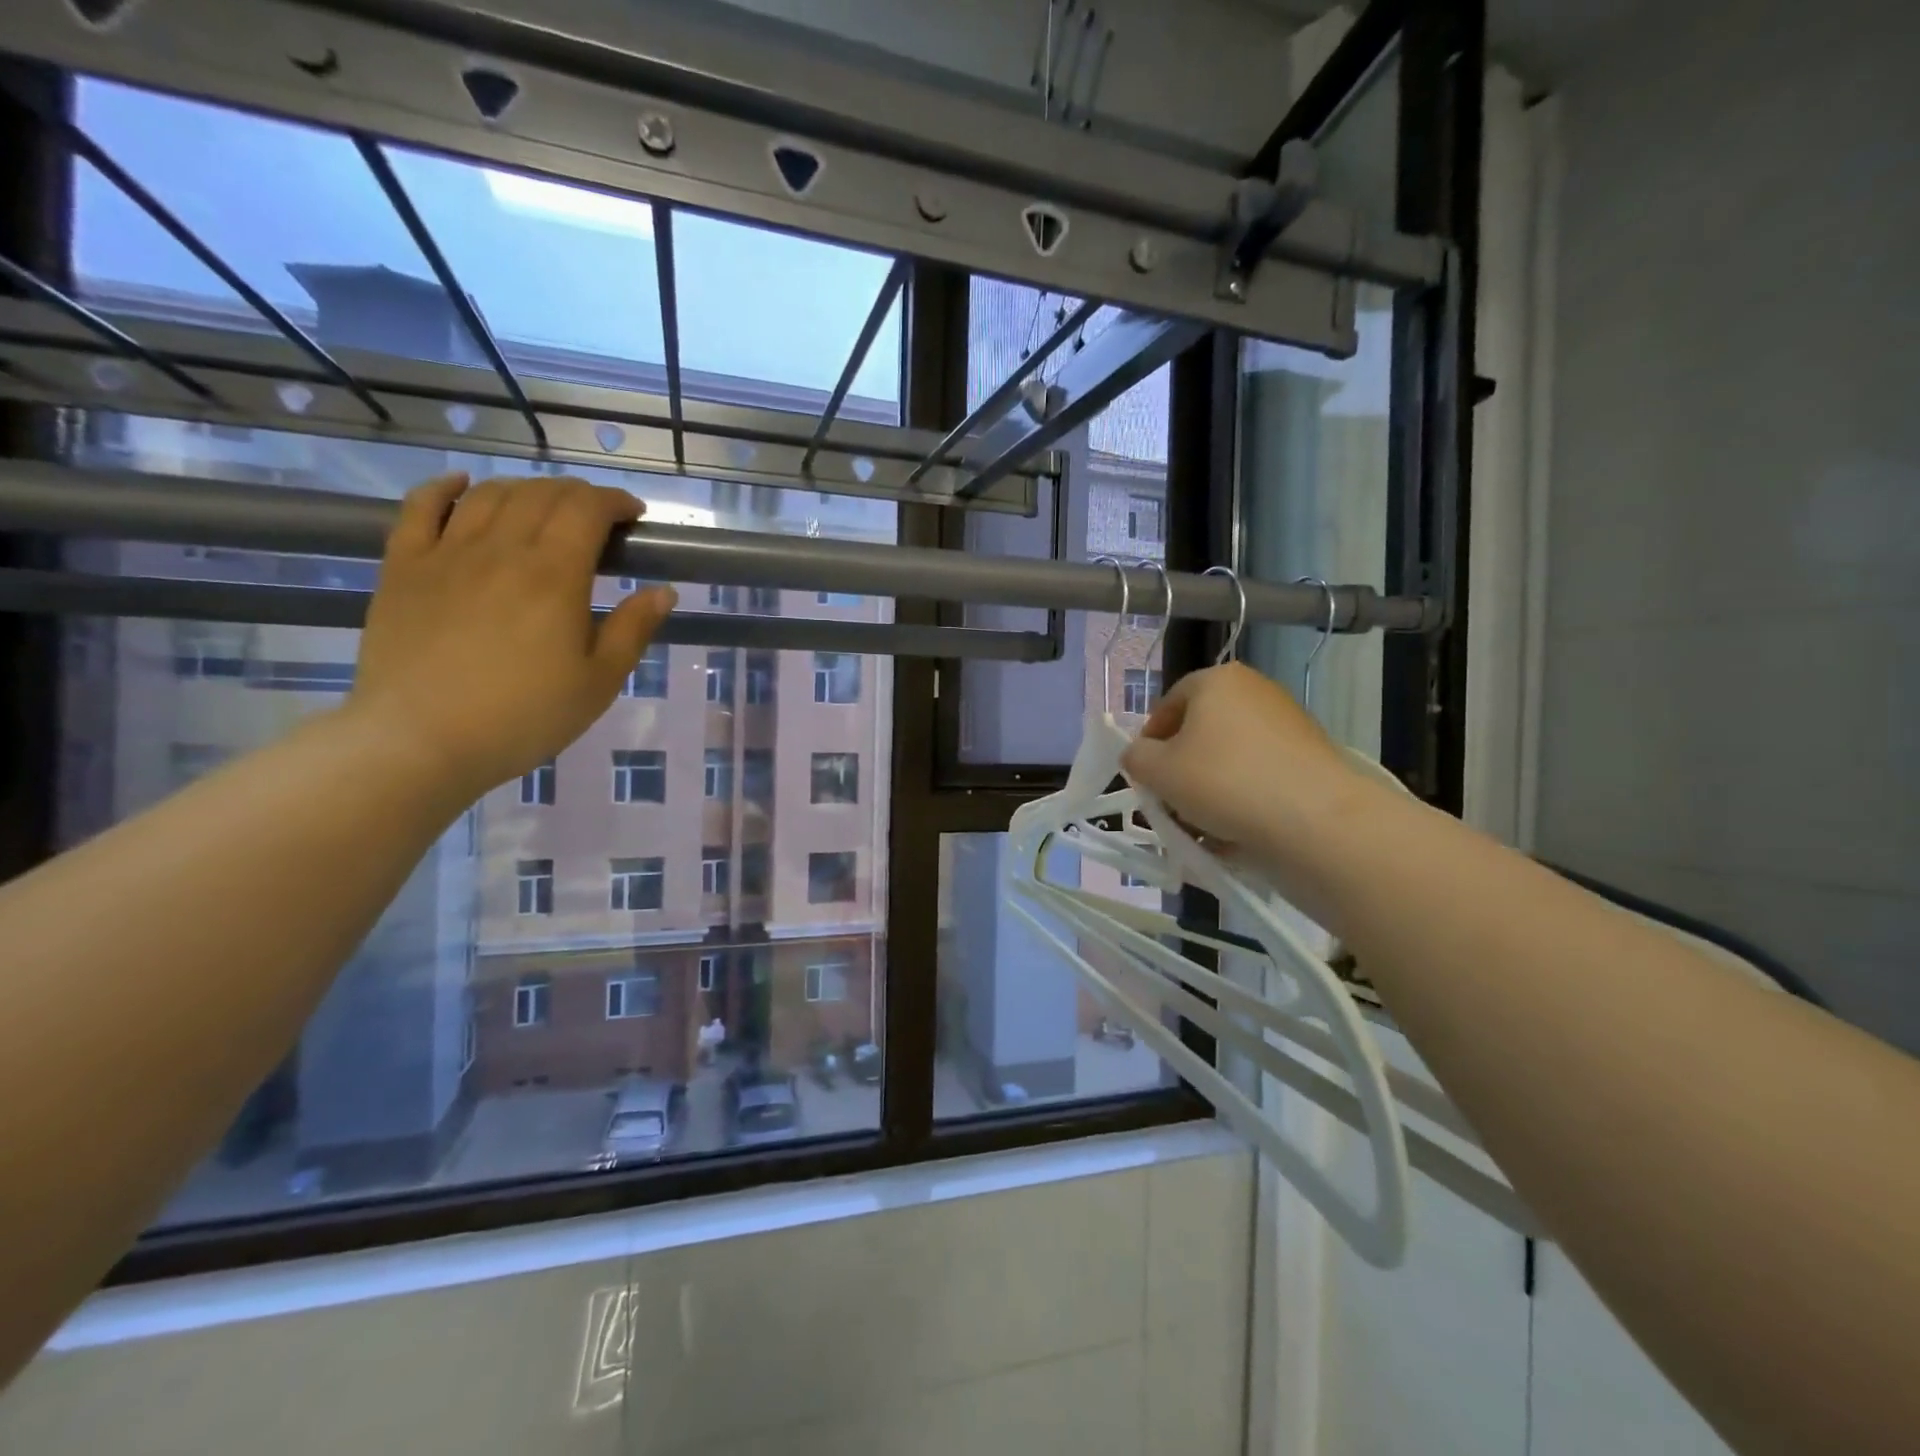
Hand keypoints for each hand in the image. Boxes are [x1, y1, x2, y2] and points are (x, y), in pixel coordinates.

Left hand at [347, 472, 676, 804]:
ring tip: (544, 507)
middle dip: (577, 494)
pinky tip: (462, 484)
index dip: (615, 502)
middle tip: (597, 517)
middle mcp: (500, 549)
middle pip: (541, 494)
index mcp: (554, 575)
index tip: (634, 516)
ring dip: (526, 489)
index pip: (587, 510)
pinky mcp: (404, 567)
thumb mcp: (599, 681)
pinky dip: (444, 487)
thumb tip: (663, 592)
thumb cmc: (525, 716)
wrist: (422, 741)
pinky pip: (419, 507)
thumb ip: (633, 629)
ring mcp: (446, 553)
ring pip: (489, 495)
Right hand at [1119, 663, 1362, 857]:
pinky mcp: (1310, 756)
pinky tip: (1235, 831)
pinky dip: (1243, 798)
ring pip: (1229, 758)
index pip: (1168, 705)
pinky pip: (1260, 775)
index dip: (1149, 742)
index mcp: (1216, 680)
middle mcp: (1254, 691)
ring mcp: (1287, 723)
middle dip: (1180, 770)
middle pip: (1200, 732)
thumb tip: (1139, 756)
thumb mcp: (1157, 771)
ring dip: (1209, 789)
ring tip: (1201, 827)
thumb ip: (1136, 758)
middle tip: (1171, 805)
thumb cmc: (1223, 782)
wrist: (1316, 819)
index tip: (1145, 777)